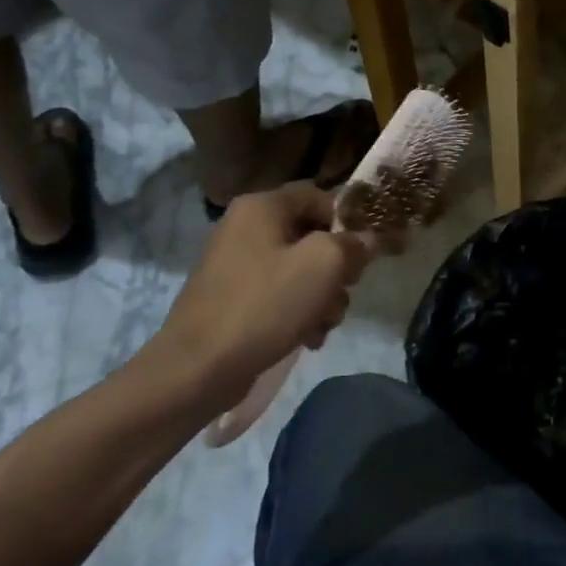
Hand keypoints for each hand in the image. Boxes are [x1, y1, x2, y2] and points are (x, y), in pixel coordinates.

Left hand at [146, 184, 373, 419]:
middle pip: (312, 236)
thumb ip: (354, 243)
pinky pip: (279, 294)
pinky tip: (307, 337)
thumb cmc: (265, 304)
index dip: (350, 220)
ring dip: (322, 296)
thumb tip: (368, 239)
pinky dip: (299, 312)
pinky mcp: (232, 298)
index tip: (367, 251)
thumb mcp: (324, 265)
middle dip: (337, 269)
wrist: (198, 369)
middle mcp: (245, 227)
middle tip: (345, 292)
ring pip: (300, 269)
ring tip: (324, 325)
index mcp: (262, 207)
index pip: (320, 196)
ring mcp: (236, 264)